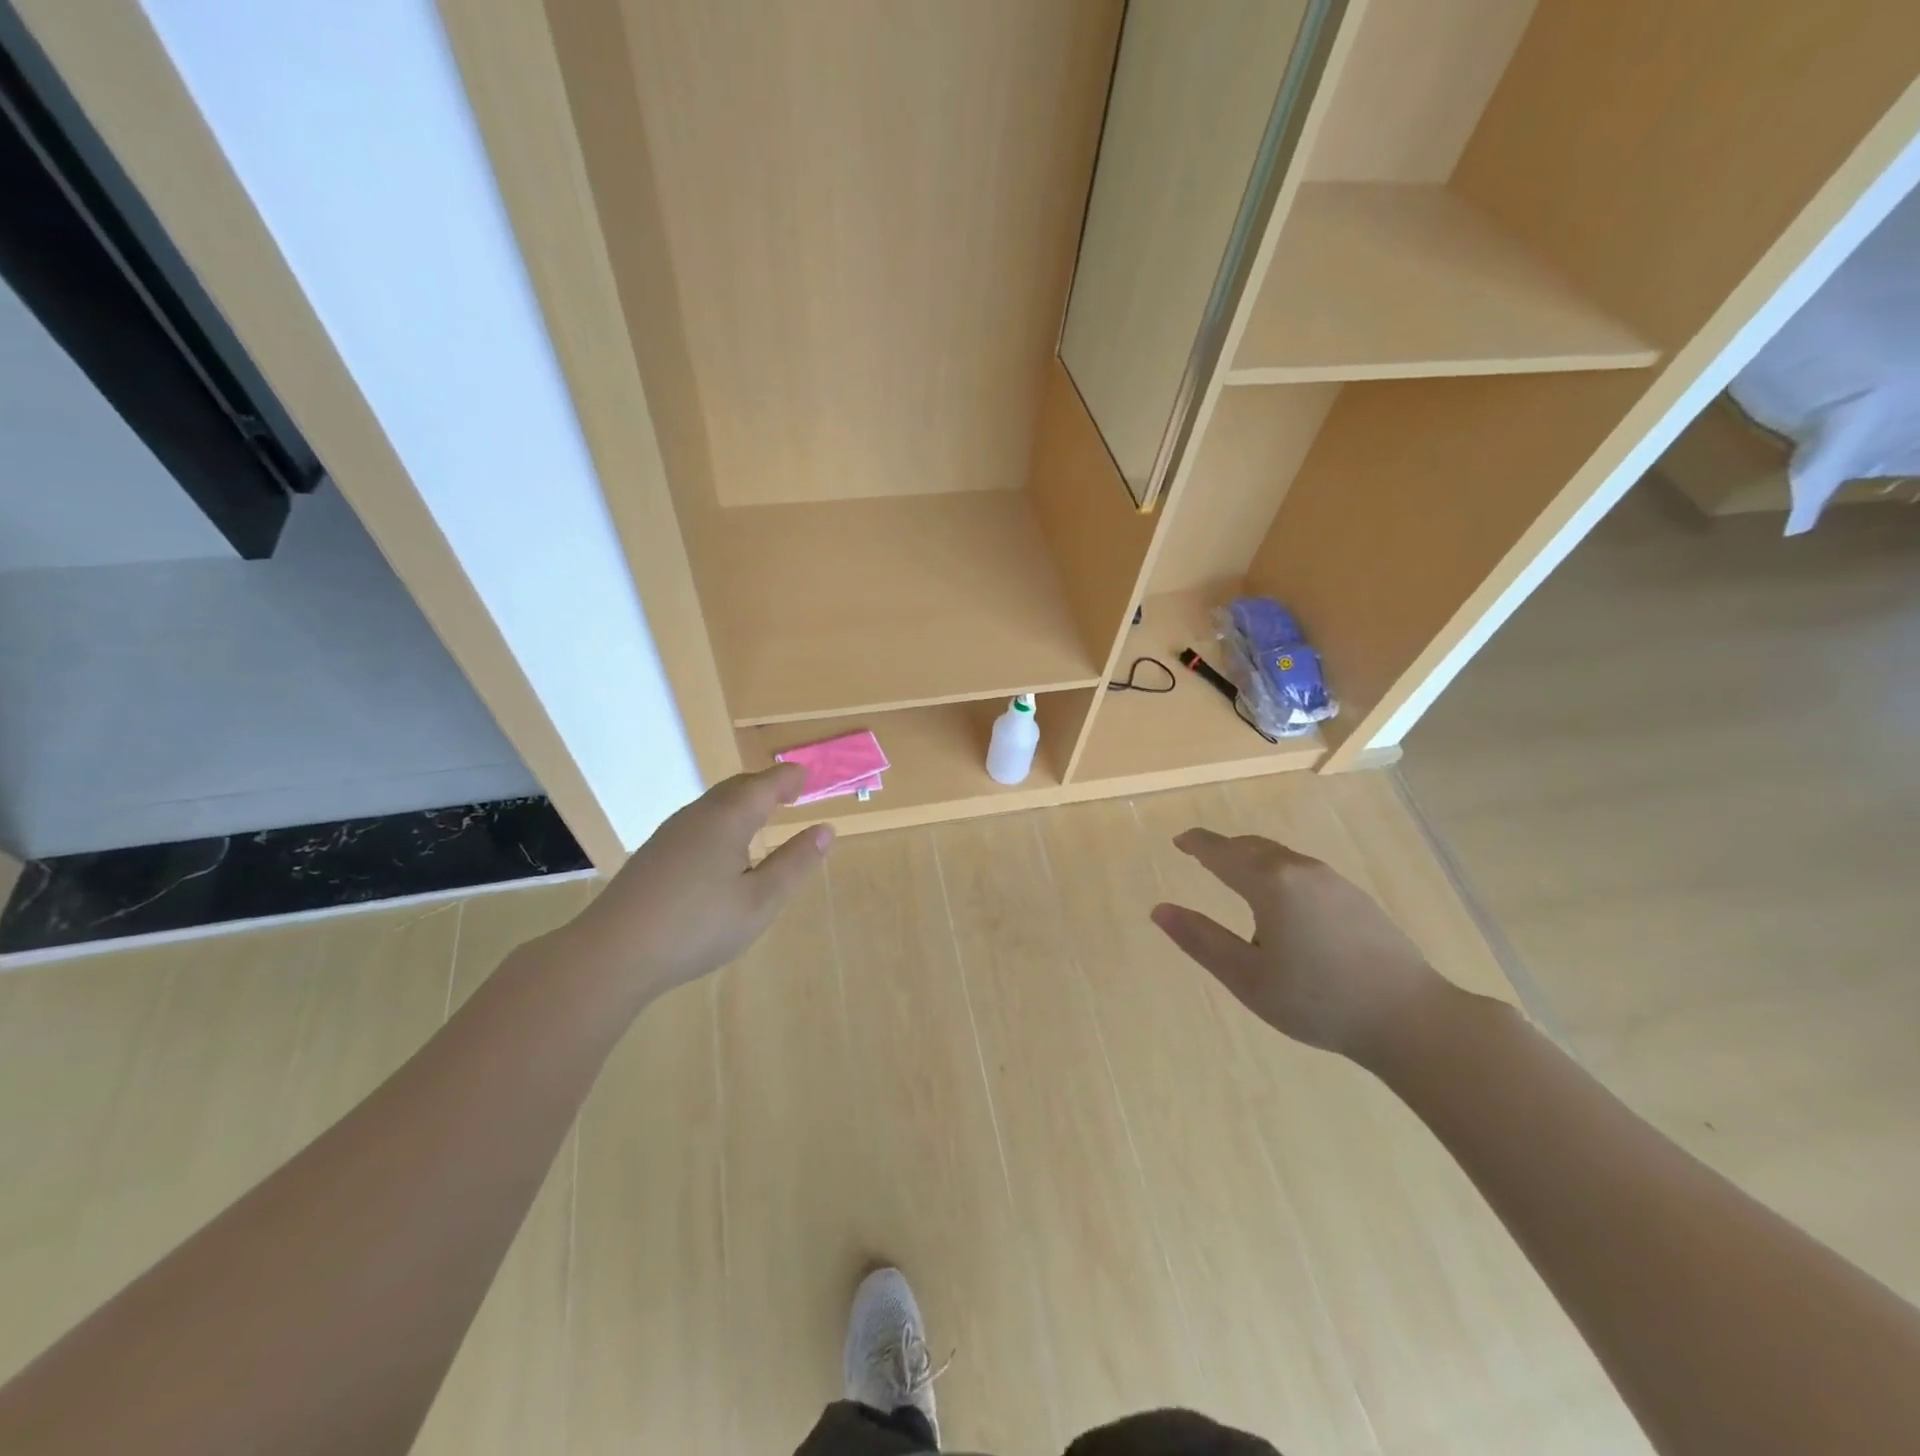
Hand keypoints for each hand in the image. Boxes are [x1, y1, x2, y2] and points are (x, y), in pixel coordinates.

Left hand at [566, 764, 831, 1000]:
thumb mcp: (760, 900)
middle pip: (738, 787)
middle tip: (789, 794)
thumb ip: (795, 863)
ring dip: (742, 802)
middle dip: (766, 786)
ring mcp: (670, 833)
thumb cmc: (697, 926)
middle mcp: (698, 814)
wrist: (612, 953)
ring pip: (714, 804)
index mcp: (729, 818)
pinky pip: (698, 822)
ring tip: (761, 818)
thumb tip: (825, 830)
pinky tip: (721, 850)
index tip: (806, 779)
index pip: (766, 784)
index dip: (789, 779)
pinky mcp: (653, 854)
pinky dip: (722, 821)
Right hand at [1150, 829, 1448, 1060]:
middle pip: (1253, 847)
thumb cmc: (1318, 1000)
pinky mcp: (1356, 897)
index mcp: (1271, 884)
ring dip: (1253, 860)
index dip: (1197, 844)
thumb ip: (1201, 940)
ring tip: (1238, 880)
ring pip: (1281, 857)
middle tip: (1202, 857)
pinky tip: (1283, 905)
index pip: (1222, 852)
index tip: (1179, 841)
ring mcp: (1334, 881)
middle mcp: (1301, 870)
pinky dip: (1279, 874)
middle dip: (1224, 849)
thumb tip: (1159, 910)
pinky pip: (1303, 871)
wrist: (1410, 1017)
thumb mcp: (1247, 977)